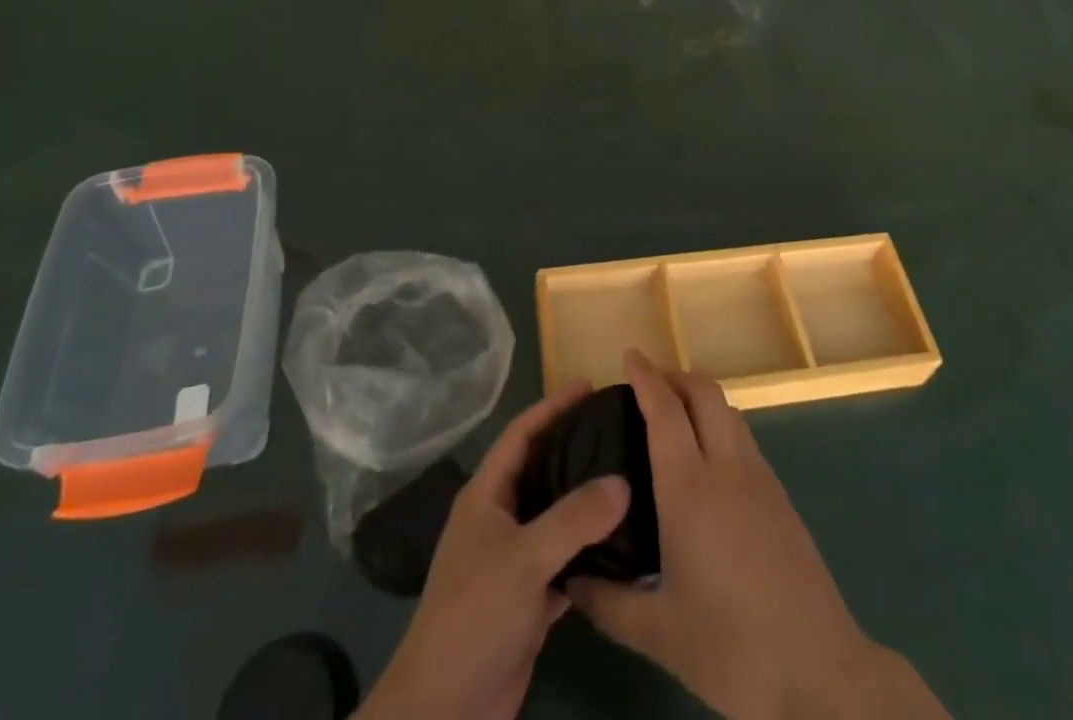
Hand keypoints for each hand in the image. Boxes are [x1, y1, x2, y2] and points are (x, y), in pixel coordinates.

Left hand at [358, 384, 630, 719]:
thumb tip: (622, 481)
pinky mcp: (528, 598)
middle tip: (617, 427)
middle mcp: (499, 519)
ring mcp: (513, 560)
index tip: (588, 384)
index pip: (521, 434)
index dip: (552, 406)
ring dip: (585, 499)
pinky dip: (590, 550)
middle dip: (574, 446)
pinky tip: (623, 544)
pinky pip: (565, 560)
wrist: (445, 708)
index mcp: (486, 496)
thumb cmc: (475, 615)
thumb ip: (573, 518)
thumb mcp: (524, 559)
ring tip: (627, 475)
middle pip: (540, 469)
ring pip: (555, 516)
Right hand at [570, 352, 948, 719]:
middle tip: (646, 383)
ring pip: (728, 410)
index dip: (646, 377)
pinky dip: (719, 424)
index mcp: (690, 490)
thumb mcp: (660, 635)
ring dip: (699, 397)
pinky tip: (707, 459)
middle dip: (675, 375)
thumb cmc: (733, 650)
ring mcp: (760, 478)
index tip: (628, 356)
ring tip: (673, 415)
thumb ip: (608, 603)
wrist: (821, 674)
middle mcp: (726, 468)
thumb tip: (570, 580)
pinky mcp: (780, 495)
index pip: (666, 411)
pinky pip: (743, 437)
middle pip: (704, 392)